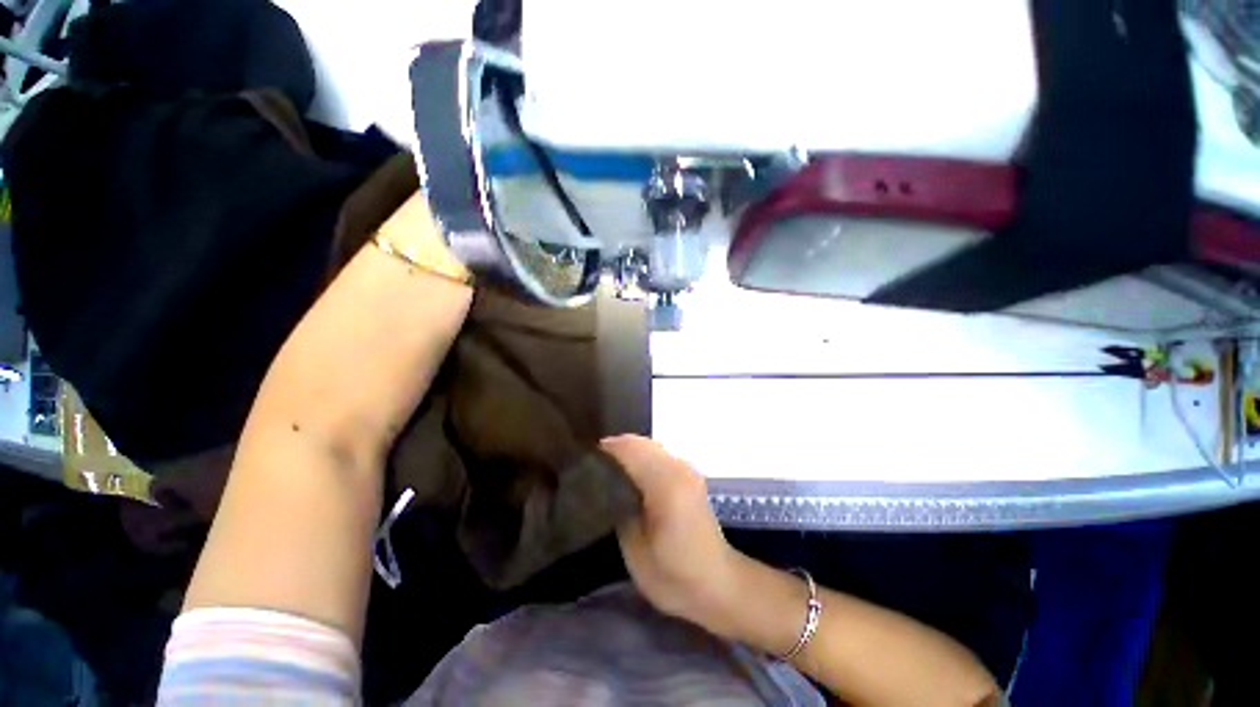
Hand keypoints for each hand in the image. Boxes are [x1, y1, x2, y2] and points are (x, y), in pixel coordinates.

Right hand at [601, 435, 738, 633]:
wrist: (718, 584)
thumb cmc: (674, 574)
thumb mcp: (636, 549)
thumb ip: (620, 507)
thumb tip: (606, 482)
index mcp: (665, 483)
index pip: (629, 449)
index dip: (605, 450)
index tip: (583, 460)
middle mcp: (678, 468)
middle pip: (640, 443)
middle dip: (615, 448)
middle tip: (591, 465)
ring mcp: (687, 470)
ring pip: (650, 446)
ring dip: (629, 452)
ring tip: (607, 469)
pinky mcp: (690, 476)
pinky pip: (660, 456)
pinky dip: (642, 458)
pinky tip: (630, 477)